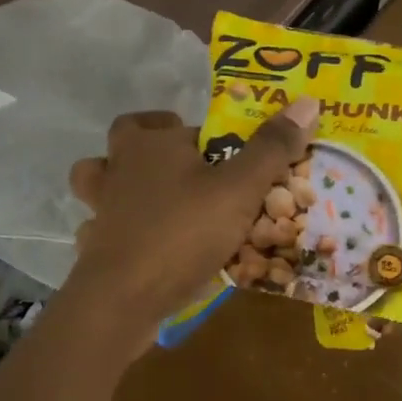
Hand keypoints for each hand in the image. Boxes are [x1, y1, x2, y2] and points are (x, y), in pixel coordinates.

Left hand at [65, 100, 320, 340]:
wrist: (122, 298)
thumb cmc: (183, 232)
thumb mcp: (239, 189)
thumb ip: (271, 148)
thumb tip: (307, 102)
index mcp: (148, 145)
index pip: (172, 122)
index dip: (198, 133)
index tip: (224, 152)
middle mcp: (118, 168)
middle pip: (123, 140)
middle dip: (148, 146)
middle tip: (187, 168)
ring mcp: (101, 209)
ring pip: (98, 182)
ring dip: (119, 184)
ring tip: (157, 200)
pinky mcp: (94, 247)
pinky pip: (100, 229)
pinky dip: (116, 232)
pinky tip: (142, 246)